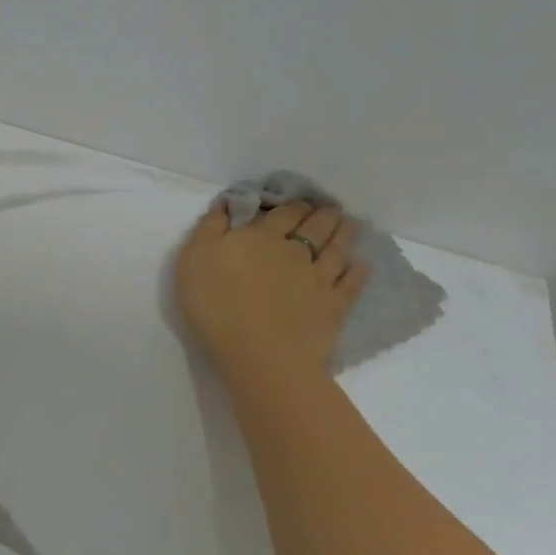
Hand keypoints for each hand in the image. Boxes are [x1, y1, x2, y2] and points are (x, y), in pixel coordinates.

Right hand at [175, 201, 370, 381]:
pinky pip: (351, 283)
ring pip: (337, 248)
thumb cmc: (216, 303)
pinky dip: (358, 271)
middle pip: (315, 225)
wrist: (258, 353)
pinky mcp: (334, 306)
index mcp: (262, 236)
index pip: (283, 212)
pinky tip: (361, 265)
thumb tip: (228, 203)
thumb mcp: (194, 258)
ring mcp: (319, 278)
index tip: (297, 202)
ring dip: (344, 233)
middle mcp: (295, 250)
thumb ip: (211, 227)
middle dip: (322, 213)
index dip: (292, 204)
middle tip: (329, 208)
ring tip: (349, 224)